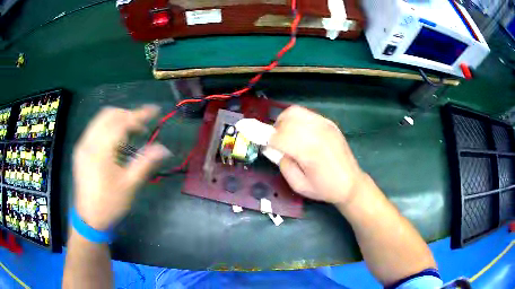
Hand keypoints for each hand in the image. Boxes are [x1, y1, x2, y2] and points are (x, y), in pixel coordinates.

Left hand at [73, 105, 169, 229]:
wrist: (89, 219)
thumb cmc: (110, 203)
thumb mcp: (130, 185)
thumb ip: (145, 162)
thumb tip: (164, 149)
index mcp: (100, 150)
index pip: (121, 122)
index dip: (139, 114)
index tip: (155, 110)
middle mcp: (88, 142)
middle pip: (109, 114)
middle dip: (127, 115)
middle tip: (142, 126)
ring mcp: (82, 145)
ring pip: (100, 120)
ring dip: (118, 120)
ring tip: (131, 133)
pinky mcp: (80, 150)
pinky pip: (95, 129)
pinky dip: (108, 127)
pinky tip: (116, 141)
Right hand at [269, 106, 365, 204]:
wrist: (351, 183)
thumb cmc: (325, 188)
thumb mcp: (298, 185)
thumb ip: (283, 165)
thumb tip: (272, 149)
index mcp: (309, 151)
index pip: (278, 136)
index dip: (265, 138)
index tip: (259, 141)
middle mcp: (316, 133)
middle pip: (285, 121)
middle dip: (274, 131)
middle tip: (275, 143)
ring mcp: (324, 125)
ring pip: (295, 112)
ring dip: (284, 121)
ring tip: (285, 135)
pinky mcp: (329, 123)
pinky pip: (306, 113)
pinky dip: (296, 119)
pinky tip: (299, 132)